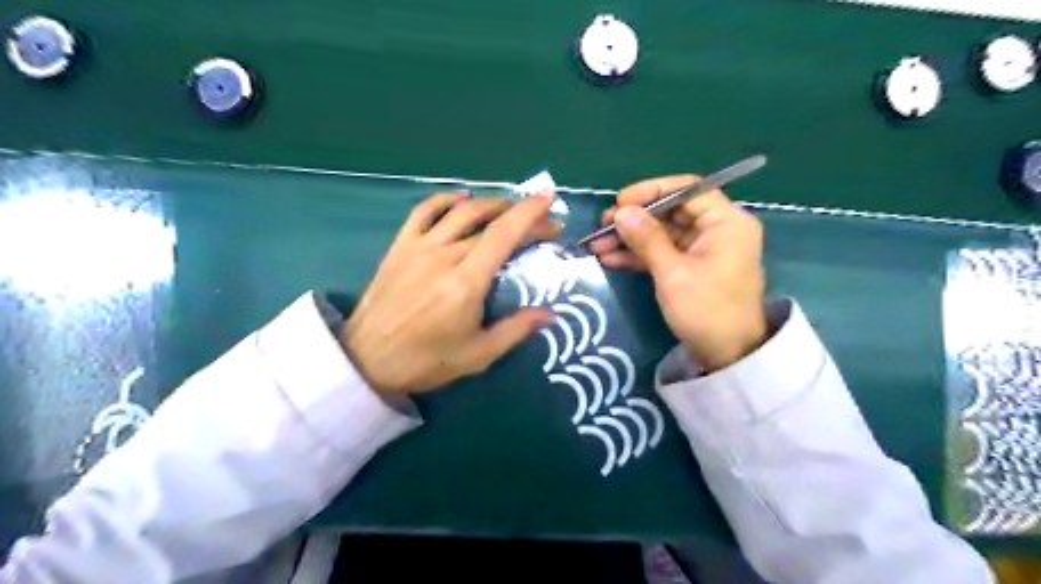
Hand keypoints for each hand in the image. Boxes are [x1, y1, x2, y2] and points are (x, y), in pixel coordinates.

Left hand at [343, 194, 560, 394]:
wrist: (367, 360)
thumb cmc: (426, 361)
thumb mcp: (478, 354)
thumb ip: (516, 330)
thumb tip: (551, 313)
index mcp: (466, 282)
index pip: (504, 235)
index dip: (529, 214)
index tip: (549, 200)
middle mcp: (444, 255)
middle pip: (489, 221)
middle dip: (521, 215)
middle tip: (541, 222)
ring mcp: (419, 247)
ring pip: (461, 210)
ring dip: (491, 203)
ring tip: (510, 208)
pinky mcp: (400, 246)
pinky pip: (424, 210)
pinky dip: (447, 199)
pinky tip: (463, 199)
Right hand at [589, 175, 765, 372]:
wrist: (728, 356)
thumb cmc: (706, 310)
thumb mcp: (672, 273)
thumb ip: (647, 238)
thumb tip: (621, 211)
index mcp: (726, 222)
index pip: (687, 190)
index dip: (651, 191)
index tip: (620, 202)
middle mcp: (717, 229)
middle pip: (671, 212)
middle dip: (635, 219)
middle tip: (602, 226)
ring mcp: (703, 250)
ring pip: (662, 234)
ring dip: (631, 239)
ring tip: (597, 245)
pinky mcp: (692, 267)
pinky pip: (663, 253)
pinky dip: (639, 255)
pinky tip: (610, 259)